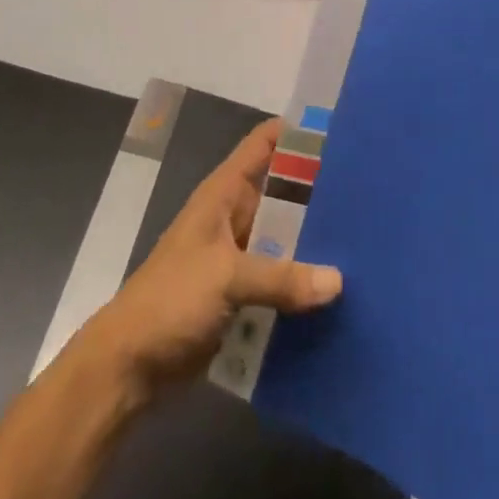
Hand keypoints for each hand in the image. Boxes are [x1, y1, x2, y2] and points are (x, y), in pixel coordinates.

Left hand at [79, 118, 342, 400]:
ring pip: (284, 239)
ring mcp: (238, 257)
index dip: (297, 133)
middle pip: (282, 192)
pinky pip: (280, 280)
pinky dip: (302, 284)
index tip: (340, 135)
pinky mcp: (241, 296)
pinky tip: (338, 293)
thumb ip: (281, 277)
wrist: (129, 365)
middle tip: (369, 196)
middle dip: (318, 193)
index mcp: (224, 193)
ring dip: (314, 244)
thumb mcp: (226, 278)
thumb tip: (338, 280)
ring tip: (365, 244)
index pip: (264, 144)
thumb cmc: (171, 299)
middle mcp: (234, 216)